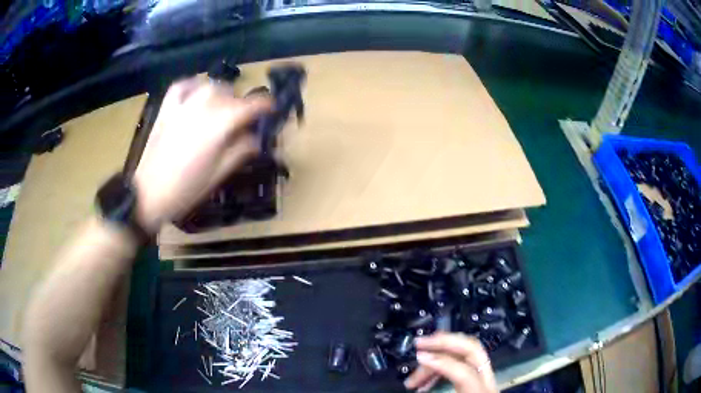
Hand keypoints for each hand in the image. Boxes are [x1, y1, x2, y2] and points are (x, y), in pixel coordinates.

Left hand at [133, 78, 271, 232]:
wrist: (149, 194)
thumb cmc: (187, 189)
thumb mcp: (220, 174)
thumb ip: (241, 151)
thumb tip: (256, 138)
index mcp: (221, 124)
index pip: (252, 105)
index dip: (266, 105)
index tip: (272, 110)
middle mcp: (205, 106)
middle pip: (231, 94)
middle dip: (241, 105)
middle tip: (241, 122)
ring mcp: (183, 104)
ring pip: (210, 86)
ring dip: (221, 94)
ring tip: (221, 108)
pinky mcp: (167, 108)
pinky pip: (183, 85)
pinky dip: (193, 85)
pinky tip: (197, 91)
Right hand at [404, 333, 497, 392]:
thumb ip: (435, 392)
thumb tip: (414, 387)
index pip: (464, 371)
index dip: (440, 362)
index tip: (418, 356)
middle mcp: (488, 383)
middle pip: (473, 350)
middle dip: (445, 342)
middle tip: (420, 343)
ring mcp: (487, 380)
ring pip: (466, 356)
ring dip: (439, 358)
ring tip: (414, 378)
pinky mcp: (481, 382)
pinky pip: (463, 365)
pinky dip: (443, 367)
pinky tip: (426, 381)